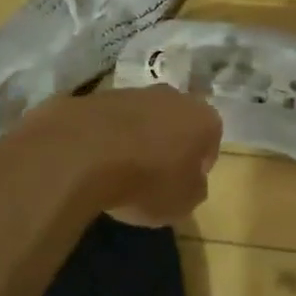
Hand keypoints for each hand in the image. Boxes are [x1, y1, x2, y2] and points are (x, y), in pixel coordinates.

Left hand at [63, 85, 223, 226]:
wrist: (84, 152)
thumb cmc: (147, 180)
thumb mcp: (182, 203)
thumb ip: (194, 190)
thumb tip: (191, 182)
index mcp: (204, 119)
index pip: (211, 140)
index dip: (199, 164)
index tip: (185, 184)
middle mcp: (174, 96)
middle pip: (178, 121)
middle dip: (170, 144)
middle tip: (156, 175)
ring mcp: (135, 92)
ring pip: (144, 117)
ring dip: (138, 138)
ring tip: (121, 171)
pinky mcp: (99, 96)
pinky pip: (112, 121)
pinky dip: (108, 137)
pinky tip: (96, 161)